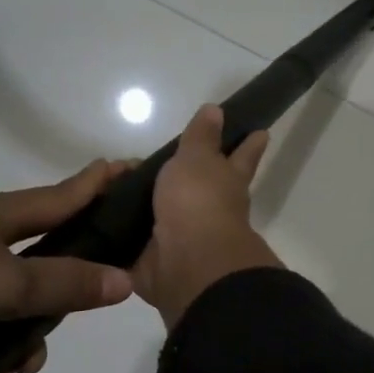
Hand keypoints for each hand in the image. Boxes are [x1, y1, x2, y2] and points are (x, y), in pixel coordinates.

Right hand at [132, 105, 281, 328]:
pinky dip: (129, 236)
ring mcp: (186, 236)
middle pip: (208, 189)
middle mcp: (212, 210)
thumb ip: (202, 137)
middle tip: (177, 164)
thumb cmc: (198, 202)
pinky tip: (111, 227)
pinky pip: (140, 243)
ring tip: (127, 192)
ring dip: (154, 206)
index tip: (262, 133)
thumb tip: (217, 110)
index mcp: (227, 182)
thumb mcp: (198, 159)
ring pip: (172, 215)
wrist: (187, 262)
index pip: (241, 156)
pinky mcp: (158, 260)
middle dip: (199, 179)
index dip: (249, 145)